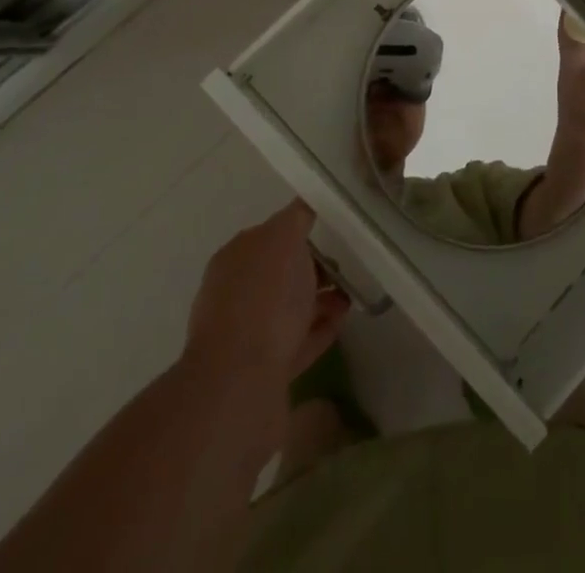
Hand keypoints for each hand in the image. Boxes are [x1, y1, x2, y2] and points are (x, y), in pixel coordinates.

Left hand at [185, 202, 348, 394]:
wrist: (241, 381)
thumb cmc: (264, 297)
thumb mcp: (284, 238)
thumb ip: (296, 217)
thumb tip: (305, 204)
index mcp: (236, 257)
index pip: (271, 236)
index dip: (300, 232)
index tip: (332, 234)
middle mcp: (235, 292)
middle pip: (280, 274)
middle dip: (312, 270)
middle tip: (345, 268)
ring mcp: (246, 334)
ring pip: (289, 309)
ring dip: (319, 301)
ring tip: (349, 299)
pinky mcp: (261, 370)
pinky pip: (296, 341)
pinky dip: (318, 329)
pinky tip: (340, 324)